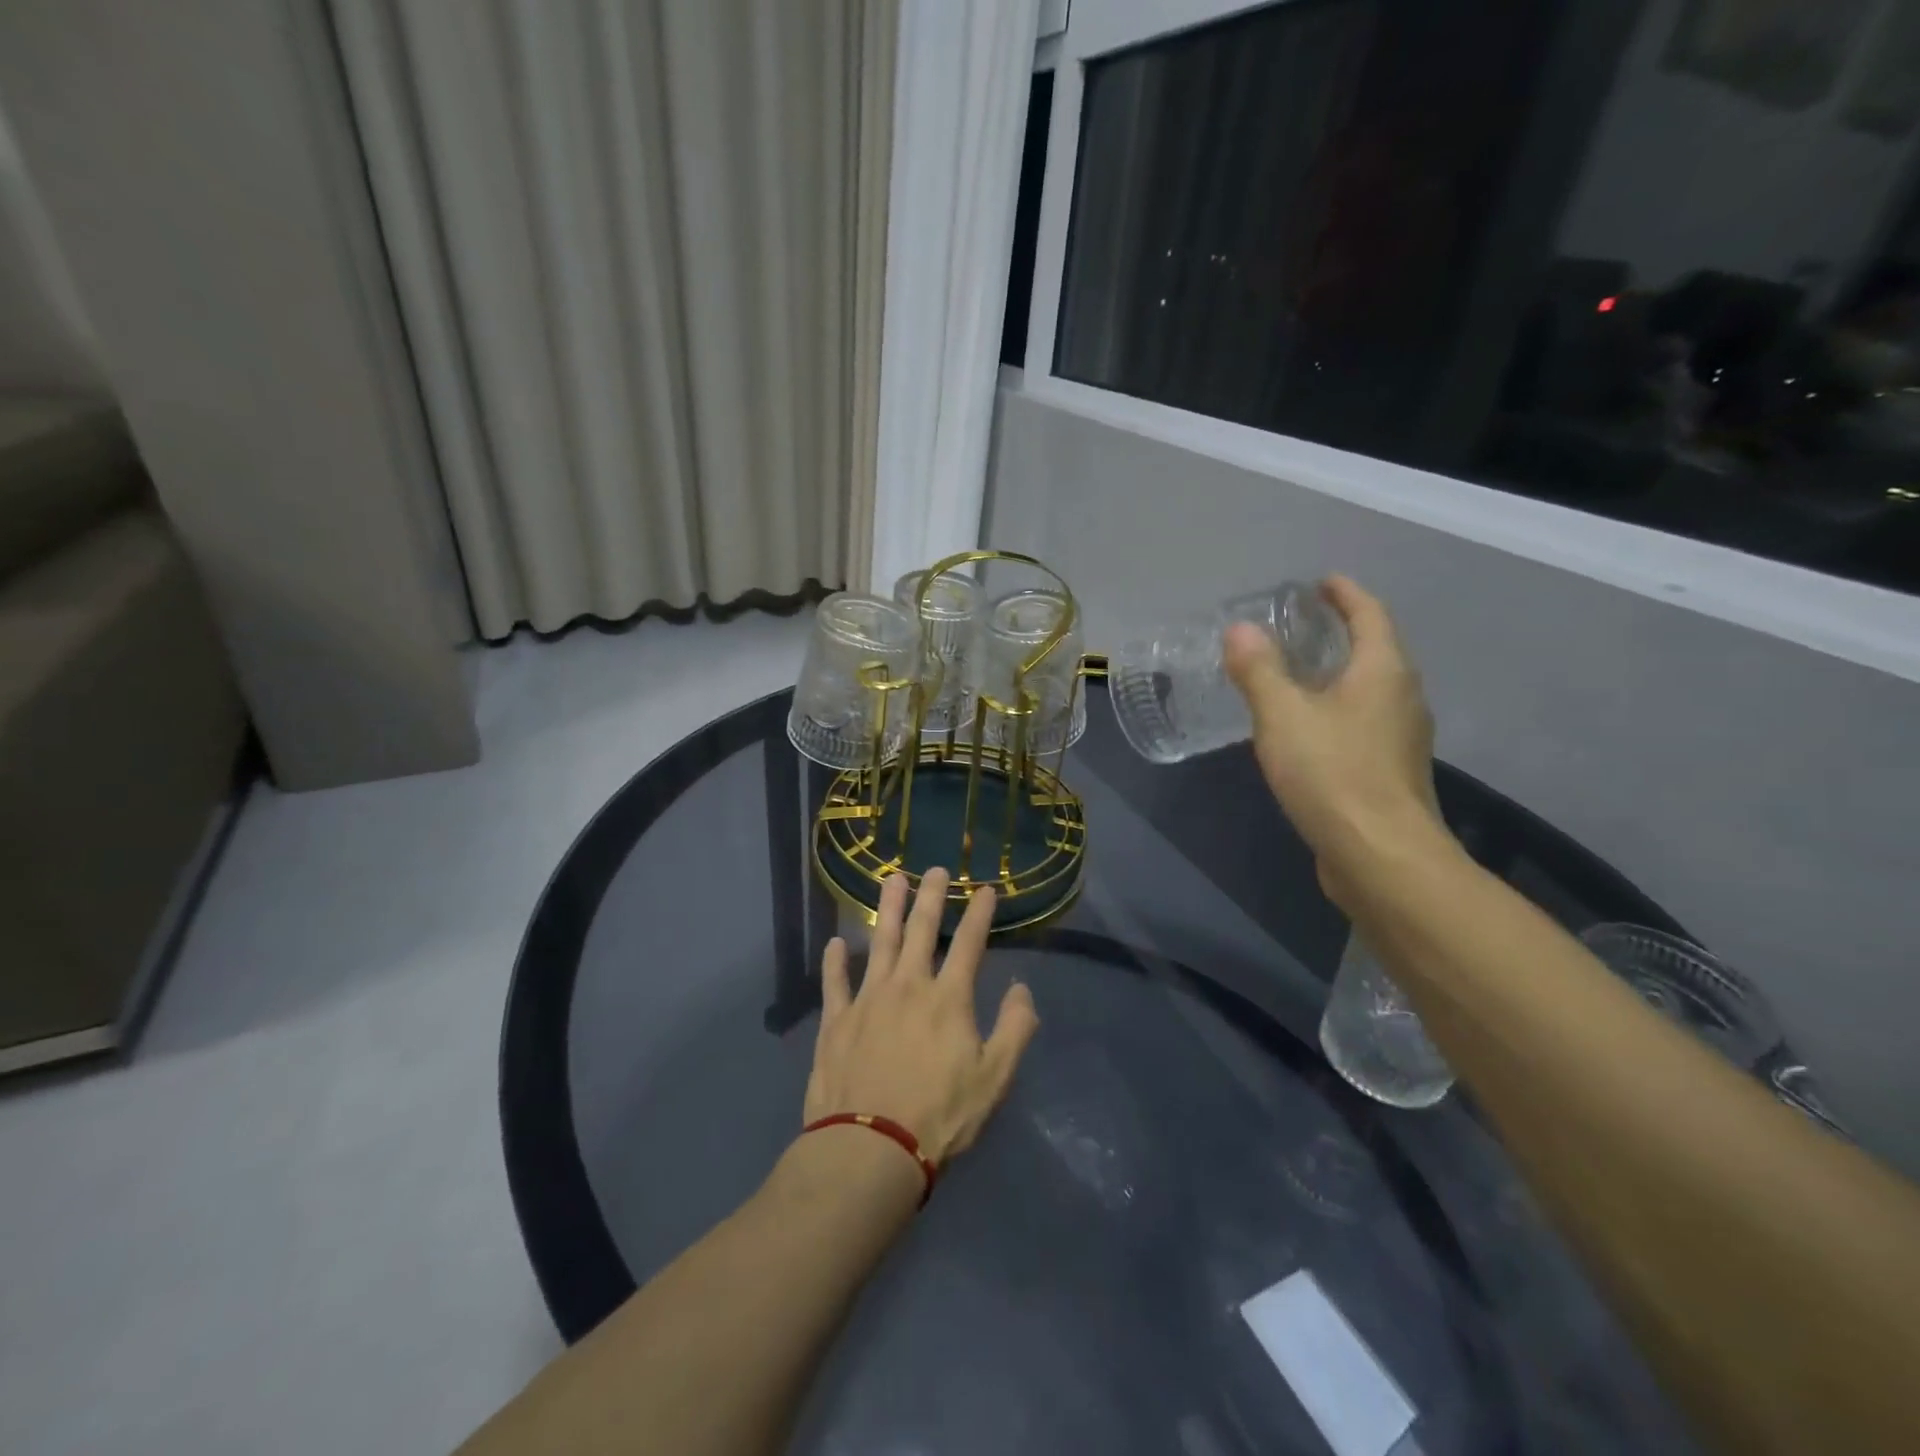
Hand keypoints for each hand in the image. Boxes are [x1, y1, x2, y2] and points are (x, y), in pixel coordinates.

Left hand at [803, 868, 1039, 1165]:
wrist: (870, 1148)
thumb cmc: (940, 1116)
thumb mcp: (994, 1078)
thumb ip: (1015, 1029)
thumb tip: (1021, 989)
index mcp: (948, 999)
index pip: (969, 944)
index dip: (979, 914)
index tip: (985, 889)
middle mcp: (908, 986)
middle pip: (921, 930)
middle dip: (931, 896)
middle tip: (935, 868)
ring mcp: (868, 1000)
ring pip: (879, 942)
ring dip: (886, 909)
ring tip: (891, 880)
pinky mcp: (836, 1021)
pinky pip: (835, 982)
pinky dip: (835, 961)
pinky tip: (836, 943)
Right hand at [1223, 576, 1449, 904]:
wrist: (1380, 856)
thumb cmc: (1333, 774)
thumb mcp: (1283, 716)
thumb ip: (1259, 671)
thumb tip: (1240, 629)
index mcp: (1383, 672)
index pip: (1370, 614)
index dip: (1345, 593)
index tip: (1319, 582)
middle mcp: (1401, 697)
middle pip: (1374, 650)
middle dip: (1340, 632)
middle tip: (1298, 625)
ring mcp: (1400, 738)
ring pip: (1368, 690)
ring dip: (1337, 673)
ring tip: (1296, 673)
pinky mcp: (1389, 772)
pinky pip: (1361, 723)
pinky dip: (1335, 709)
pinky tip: (1305, 728)